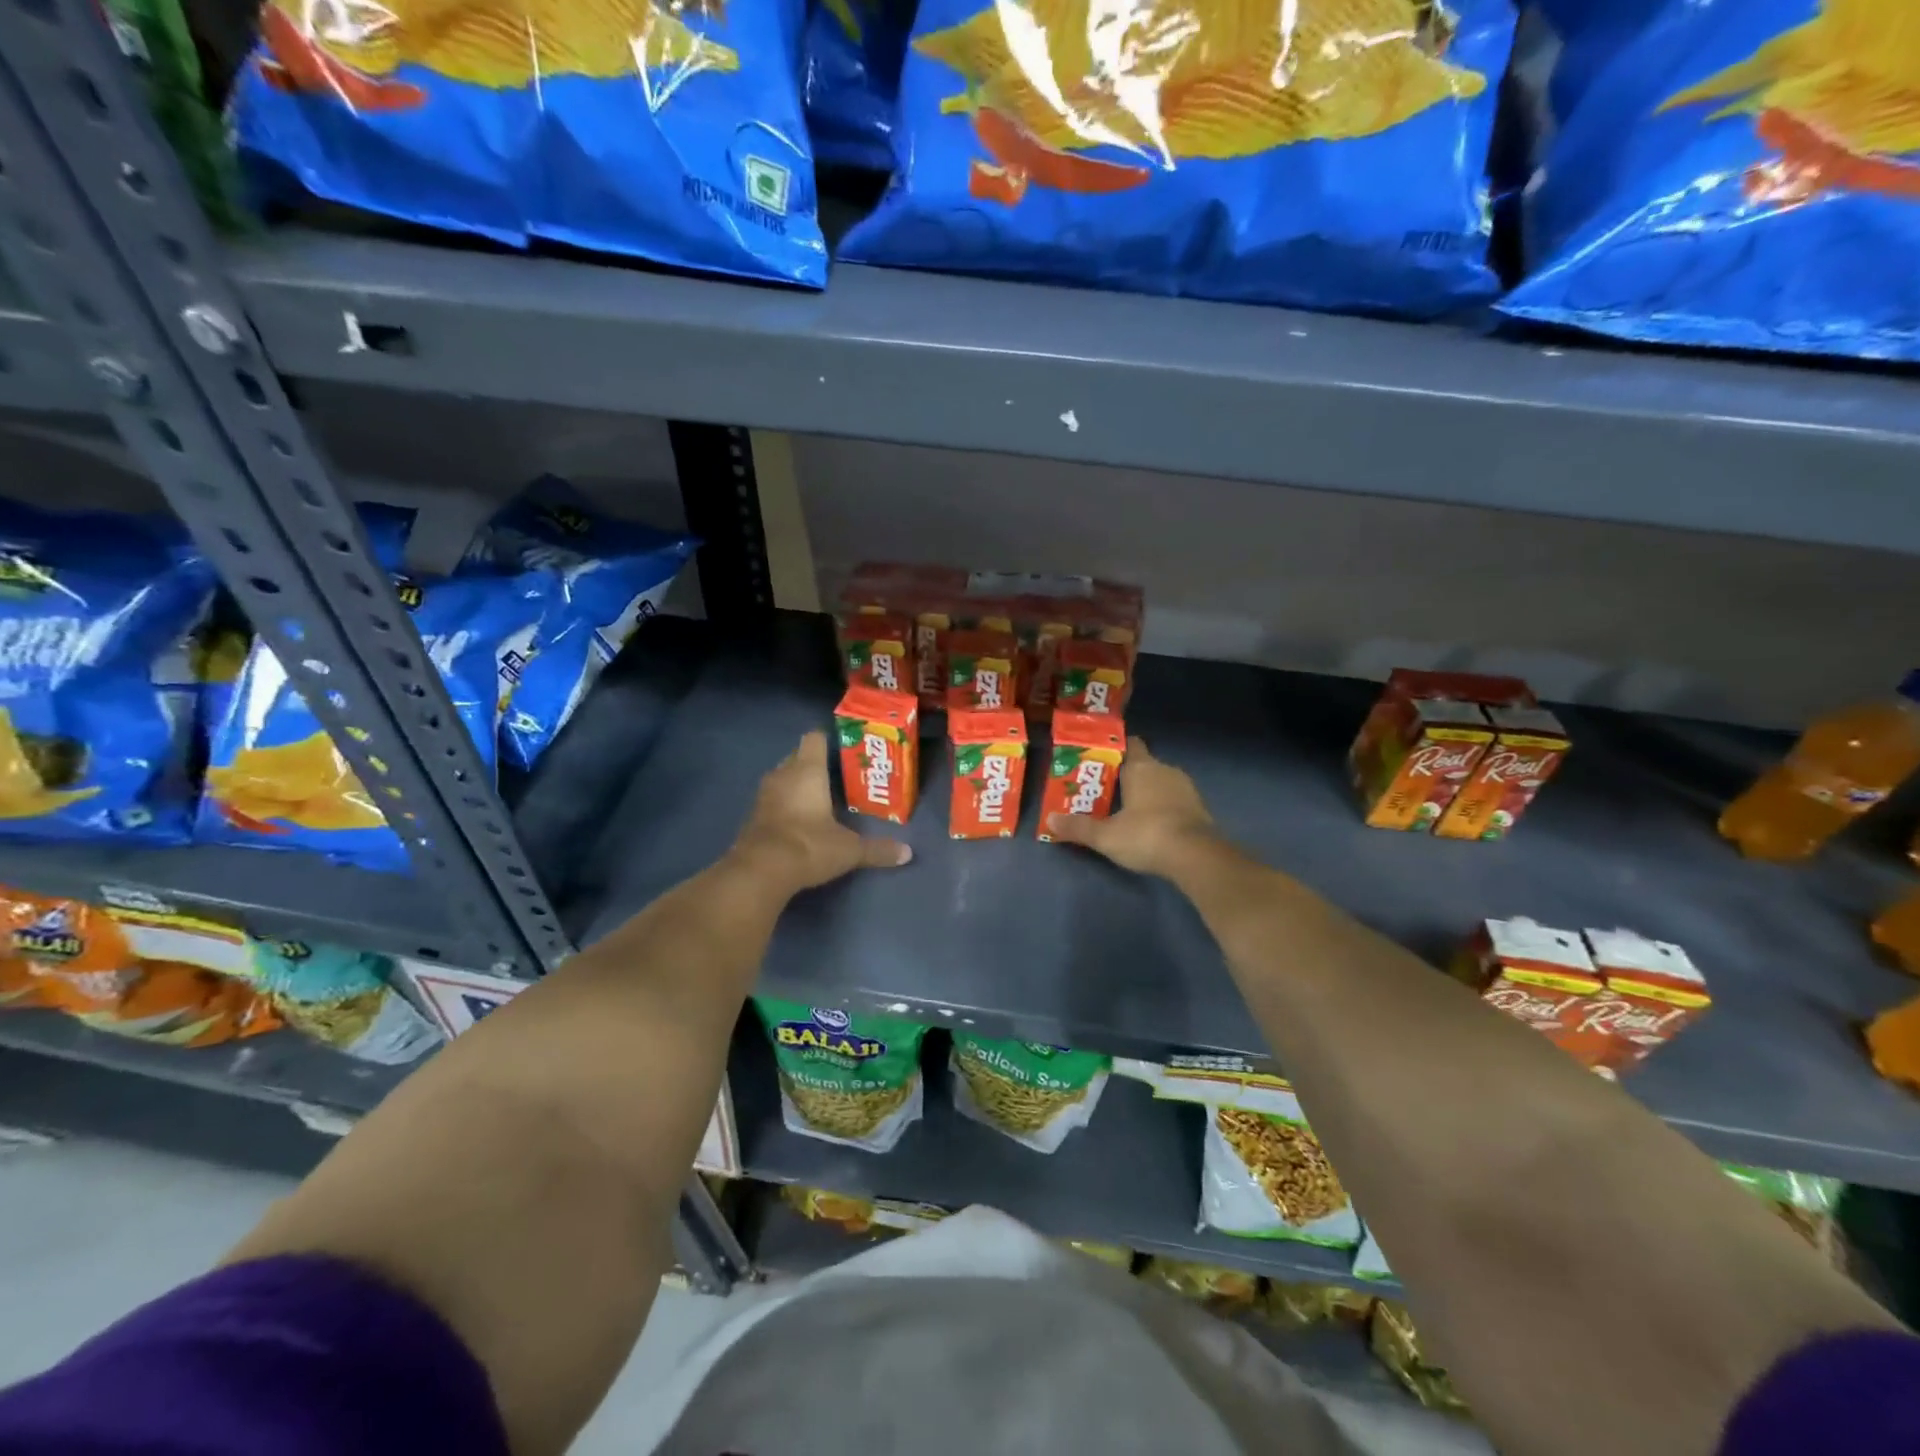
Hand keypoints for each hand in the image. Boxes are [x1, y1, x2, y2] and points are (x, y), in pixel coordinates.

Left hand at [730, 731, 910, 893]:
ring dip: (798, 783)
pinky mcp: (753, 816)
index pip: (815, 738)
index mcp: (807, 770)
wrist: (759, 872)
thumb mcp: (850, 850)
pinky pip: (773, 799)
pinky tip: (800, 818)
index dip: (829, 739)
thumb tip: (907, 853)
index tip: (846, 748)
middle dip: (816, 762)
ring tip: (821, 795)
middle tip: (839, 774)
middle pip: (798, 755)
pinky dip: (785, 803)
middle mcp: (783, 774)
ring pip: (783, 777)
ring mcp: (764, 795)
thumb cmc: (809, 846)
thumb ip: (877, 849)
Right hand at [1045, 737, 1219, 878]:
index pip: (1130, 744)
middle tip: (1106, 789)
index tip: (1099, 759)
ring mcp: (1186, 788)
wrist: (1197, 856)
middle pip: (1143, 764)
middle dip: (1127, 775)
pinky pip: (1175, 799)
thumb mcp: (1106, 836)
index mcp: (1141, 767)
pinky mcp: (1199, 807)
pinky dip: (1164, 806)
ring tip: (1127, 808)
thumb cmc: (1146, 835)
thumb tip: (1050, 820)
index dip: (1115, 749)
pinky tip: (1152, 823)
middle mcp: (1165, 769)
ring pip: (1161, 781)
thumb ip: (1078, 827)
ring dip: (1148, 791)